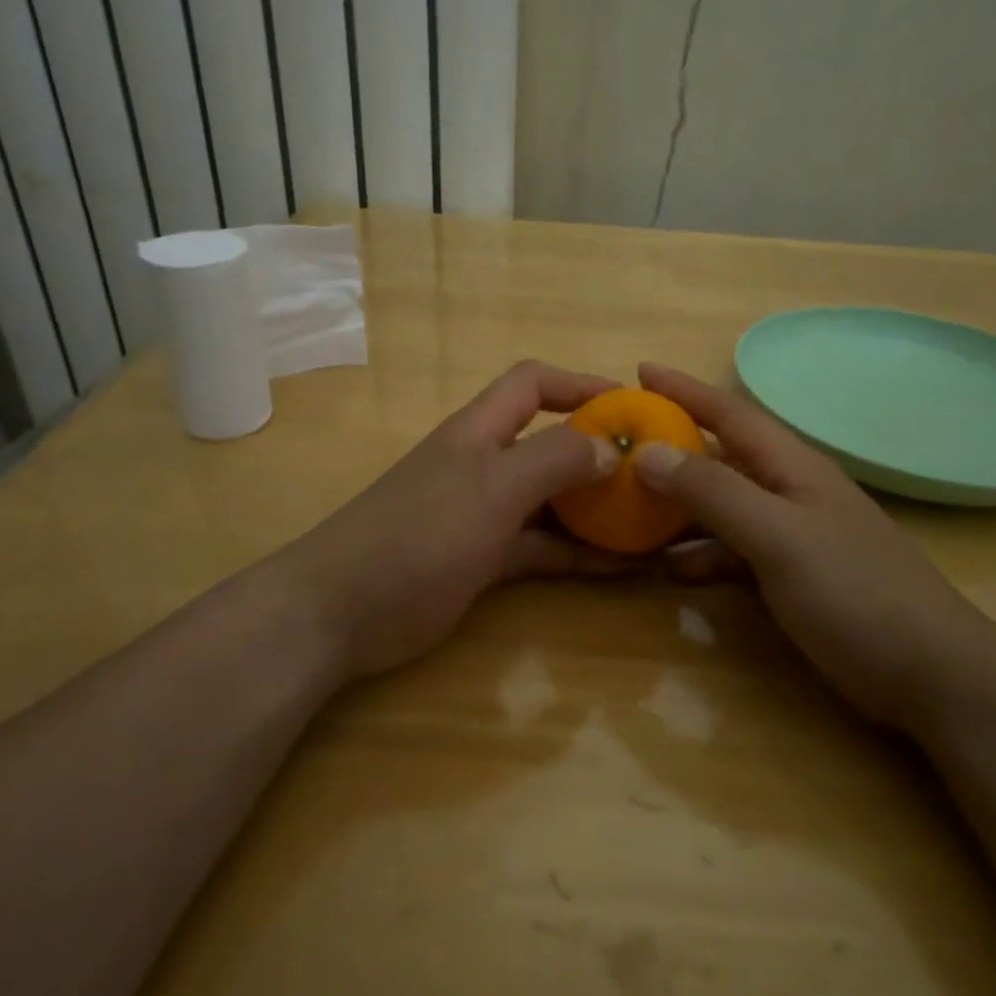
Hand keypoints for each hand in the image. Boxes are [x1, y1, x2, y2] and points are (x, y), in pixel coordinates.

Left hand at [271, 360, 626, 682]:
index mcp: (480, 432)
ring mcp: (483, 516)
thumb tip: (608, 447)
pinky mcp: (483, 562)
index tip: (632, 405)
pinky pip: (542, 549)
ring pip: (551, 502)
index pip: (532, 384)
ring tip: (652, 523)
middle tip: (654, 474)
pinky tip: (621, 568)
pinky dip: (578, 554)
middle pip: (549, 444)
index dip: (580, 384)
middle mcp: (484, 465)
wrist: (342, 611)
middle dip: (599, 452)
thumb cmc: (419, 534)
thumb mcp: (493, 488)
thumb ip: (553, 461)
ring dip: (597, 510)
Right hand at [631, 363, 995, 727]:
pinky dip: (701, 556)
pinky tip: (672, 572)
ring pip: (723, 508)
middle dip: (671, 450)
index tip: (640, 371)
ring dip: (678, 509)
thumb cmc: (856, 594)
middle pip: (721, 458)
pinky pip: (734, 553)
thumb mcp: (779, 538)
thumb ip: (714, 493)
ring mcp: (793, 537)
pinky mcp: (793, 578)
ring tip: (627, 515)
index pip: (730, 413)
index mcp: (792, 468)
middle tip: (618, 452)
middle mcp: (790, 493)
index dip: (685, 390)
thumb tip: (648, 452)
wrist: (932, 675)